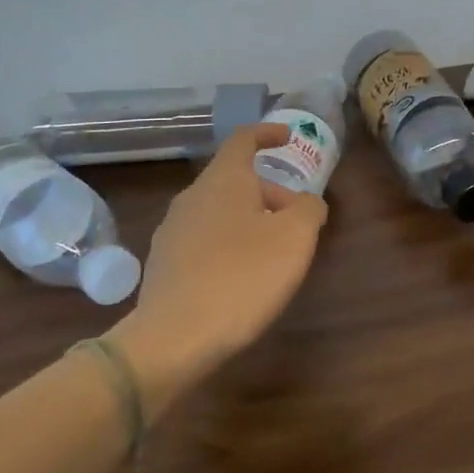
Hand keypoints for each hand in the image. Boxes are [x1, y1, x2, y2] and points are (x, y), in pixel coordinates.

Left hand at [108, 124, 327, 418]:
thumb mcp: (295, 238)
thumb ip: (309, 209)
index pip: (244, 139)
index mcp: (223, 180)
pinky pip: (204, 240)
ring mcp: (172, 231)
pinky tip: (242, 278)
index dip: (268, 133)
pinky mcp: (163, 264)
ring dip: (250, 221)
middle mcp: (192, 197)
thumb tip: (307, 204)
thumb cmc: (242, 277)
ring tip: (273, 253)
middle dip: (270, 193)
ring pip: (220, 211)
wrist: (174, 339)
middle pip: (236, 180)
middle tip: (298, 222)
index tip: (287, 137)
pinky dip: (229, 245)